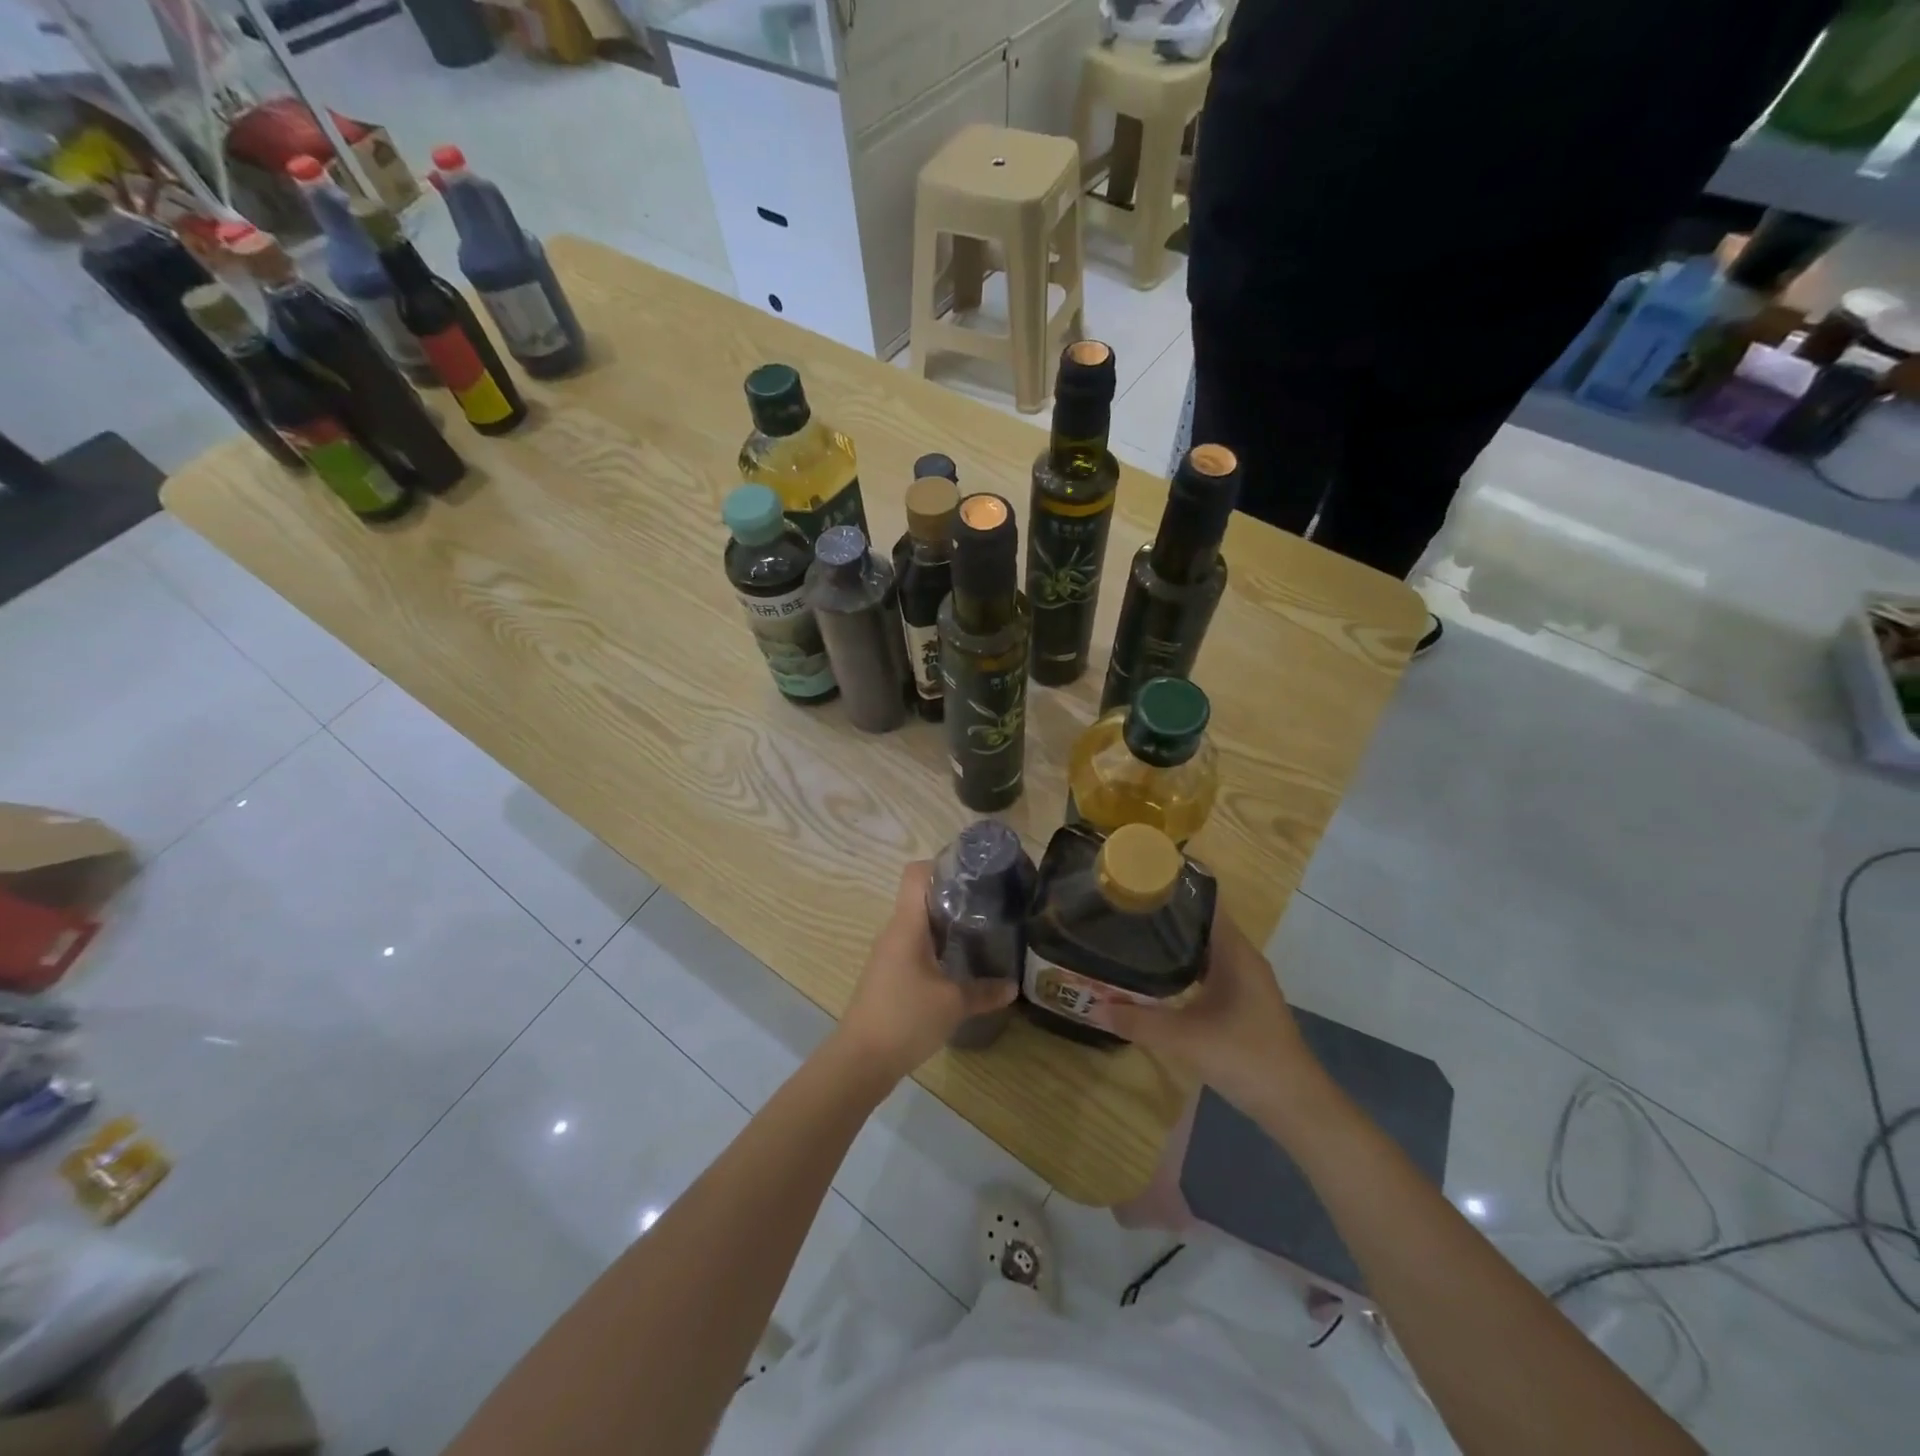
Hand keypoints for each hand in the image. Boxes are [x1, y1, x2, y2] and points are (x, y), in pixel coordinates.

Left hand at [833, 861, 1017, 1083]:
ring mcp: (889, 954)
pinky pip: (915, 948)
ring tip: (981, 932)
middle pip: (921, 898)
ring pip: (919, 925)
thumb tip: (1013, 986)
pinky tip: (959, 965)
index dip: (942, 864)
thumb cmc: (905, 1019)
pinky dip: (936, 949)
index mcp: (907, 925)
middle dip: (954, 897)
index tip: (973, 873)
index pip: (916, 873)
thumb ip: (984, 991)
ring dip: (946, 926)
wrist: (860, 1060)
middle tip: (989, 904)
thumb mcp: (953, 1004)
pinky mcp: (889, 976)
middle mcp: (894, 932)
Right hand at [1089, 906, 1323, 1115]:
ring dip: (1172, 945)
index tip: (1137, 882)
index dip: (1173, 890)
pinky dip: (1182, 968)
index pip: (1204, 904)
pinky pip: (1207, 971)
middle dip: (1164, 918)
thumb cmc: (1246, 1058)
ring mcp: (1244, 982)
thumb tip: (1092, 1006)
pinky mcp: (1241, 1003)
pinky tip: (1156, 977)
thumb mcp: (1184, 1039)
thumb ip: (1137, 1021)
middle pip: (1200, 925)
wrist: (1296, 1107)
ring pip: (1203, 950)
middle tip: (1122, 911)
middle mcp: (1242, 959)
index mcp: (1235, 953)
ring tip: (1131, 937)